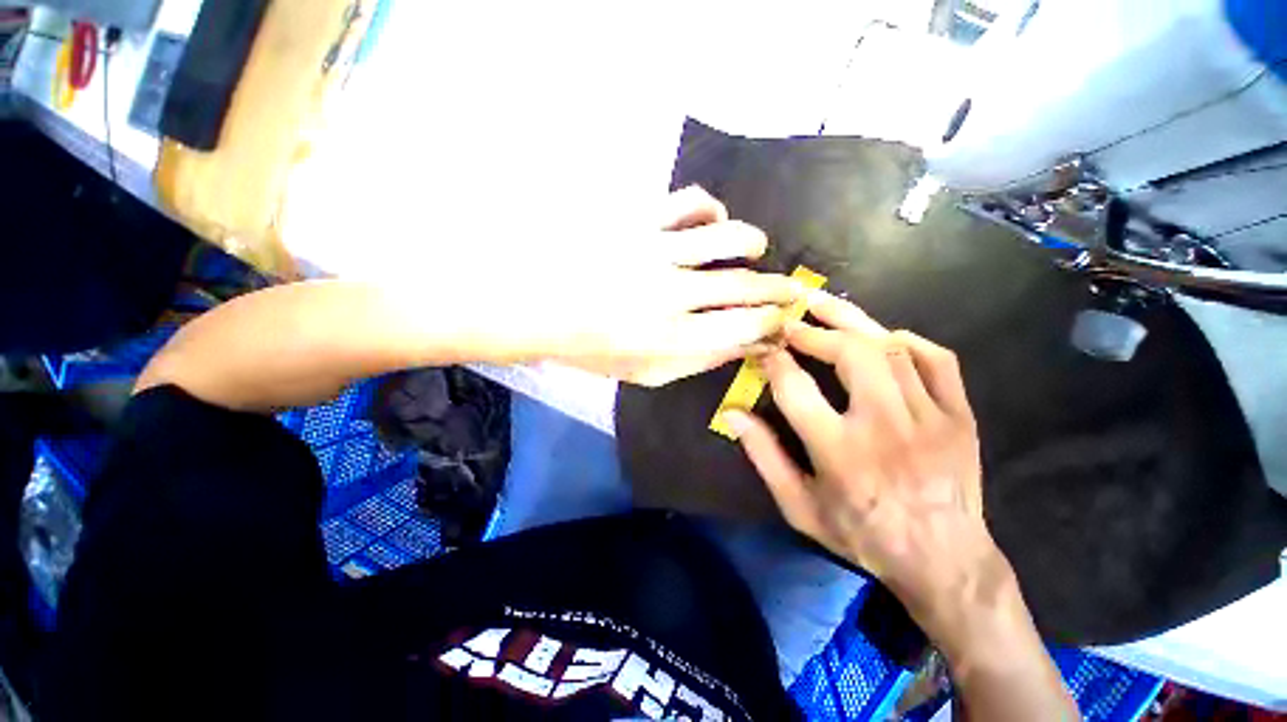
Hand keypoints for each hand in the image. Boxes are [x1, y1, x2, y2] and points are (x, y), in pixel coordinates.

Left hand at [538, 186, 803, 386]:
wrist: (535, 306)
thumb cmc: (591, 348)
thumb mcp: (645, 372)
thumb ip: (699, 361)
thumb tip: (749, 345)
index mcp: (671, 339)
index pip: (745, 327)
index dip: (774, 324)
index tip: (784, 322)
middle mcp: (670, 295)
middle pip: (745, 286)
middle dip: (781, 289)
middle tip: (794, 288)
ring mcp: (653, 251)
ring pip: (727, 236)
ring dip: (752, 243)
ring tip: (756, 250)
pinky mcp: (636, 219)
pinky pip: (689, 202)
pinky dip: (711, 209)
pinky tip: (711, 222)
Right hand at [722, 293, 1005, 630]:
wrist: (943, 561)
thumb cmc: (861, 534)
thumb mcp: (799, 506)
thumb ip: (764, 456)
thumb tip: (733, 413)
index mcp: (840, 452)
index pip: (797, 388)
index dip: (775, 360)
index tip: (764, 348)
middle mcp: (886, 427)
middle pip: (851, 355)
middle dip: (816, 331)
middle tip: (793, 323)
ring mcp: (931, 418)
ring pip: (891, 350)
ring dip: (853, 323)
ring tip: (825, 305)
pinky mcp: (961, 417)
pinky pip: (939, 361)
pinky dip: (909, 341)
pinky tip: (885, 337)